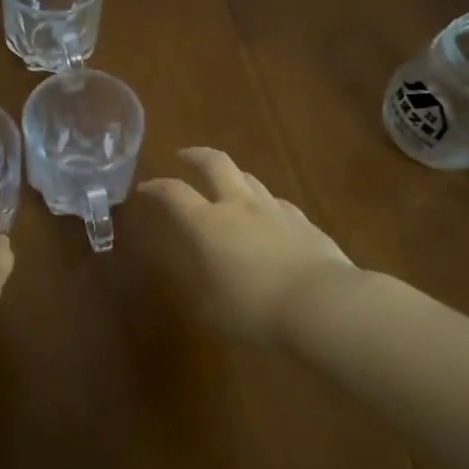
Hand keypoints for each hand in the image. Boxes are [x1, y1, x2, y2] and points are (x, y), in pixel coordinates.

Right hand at [137, 147, 353, 346]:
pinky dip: (265, 204)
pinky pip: (277, 203)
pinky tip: (269, 217)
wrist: (323, 304)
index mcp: (208, 225)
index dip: (157, 187)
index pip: (175, 194)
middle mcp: (239, 207)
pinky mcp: (303, 221)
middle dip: (196, 155)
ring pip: (249, 178)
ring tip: (227, 184)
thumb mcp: (216, 312)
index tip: (146, 187)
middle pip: (215, 164)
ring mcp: (274, 210)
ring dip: (232, 176)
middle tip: (184, 155)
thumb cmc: (257, 310)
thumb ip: (206, 293)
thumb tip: (207, 286)